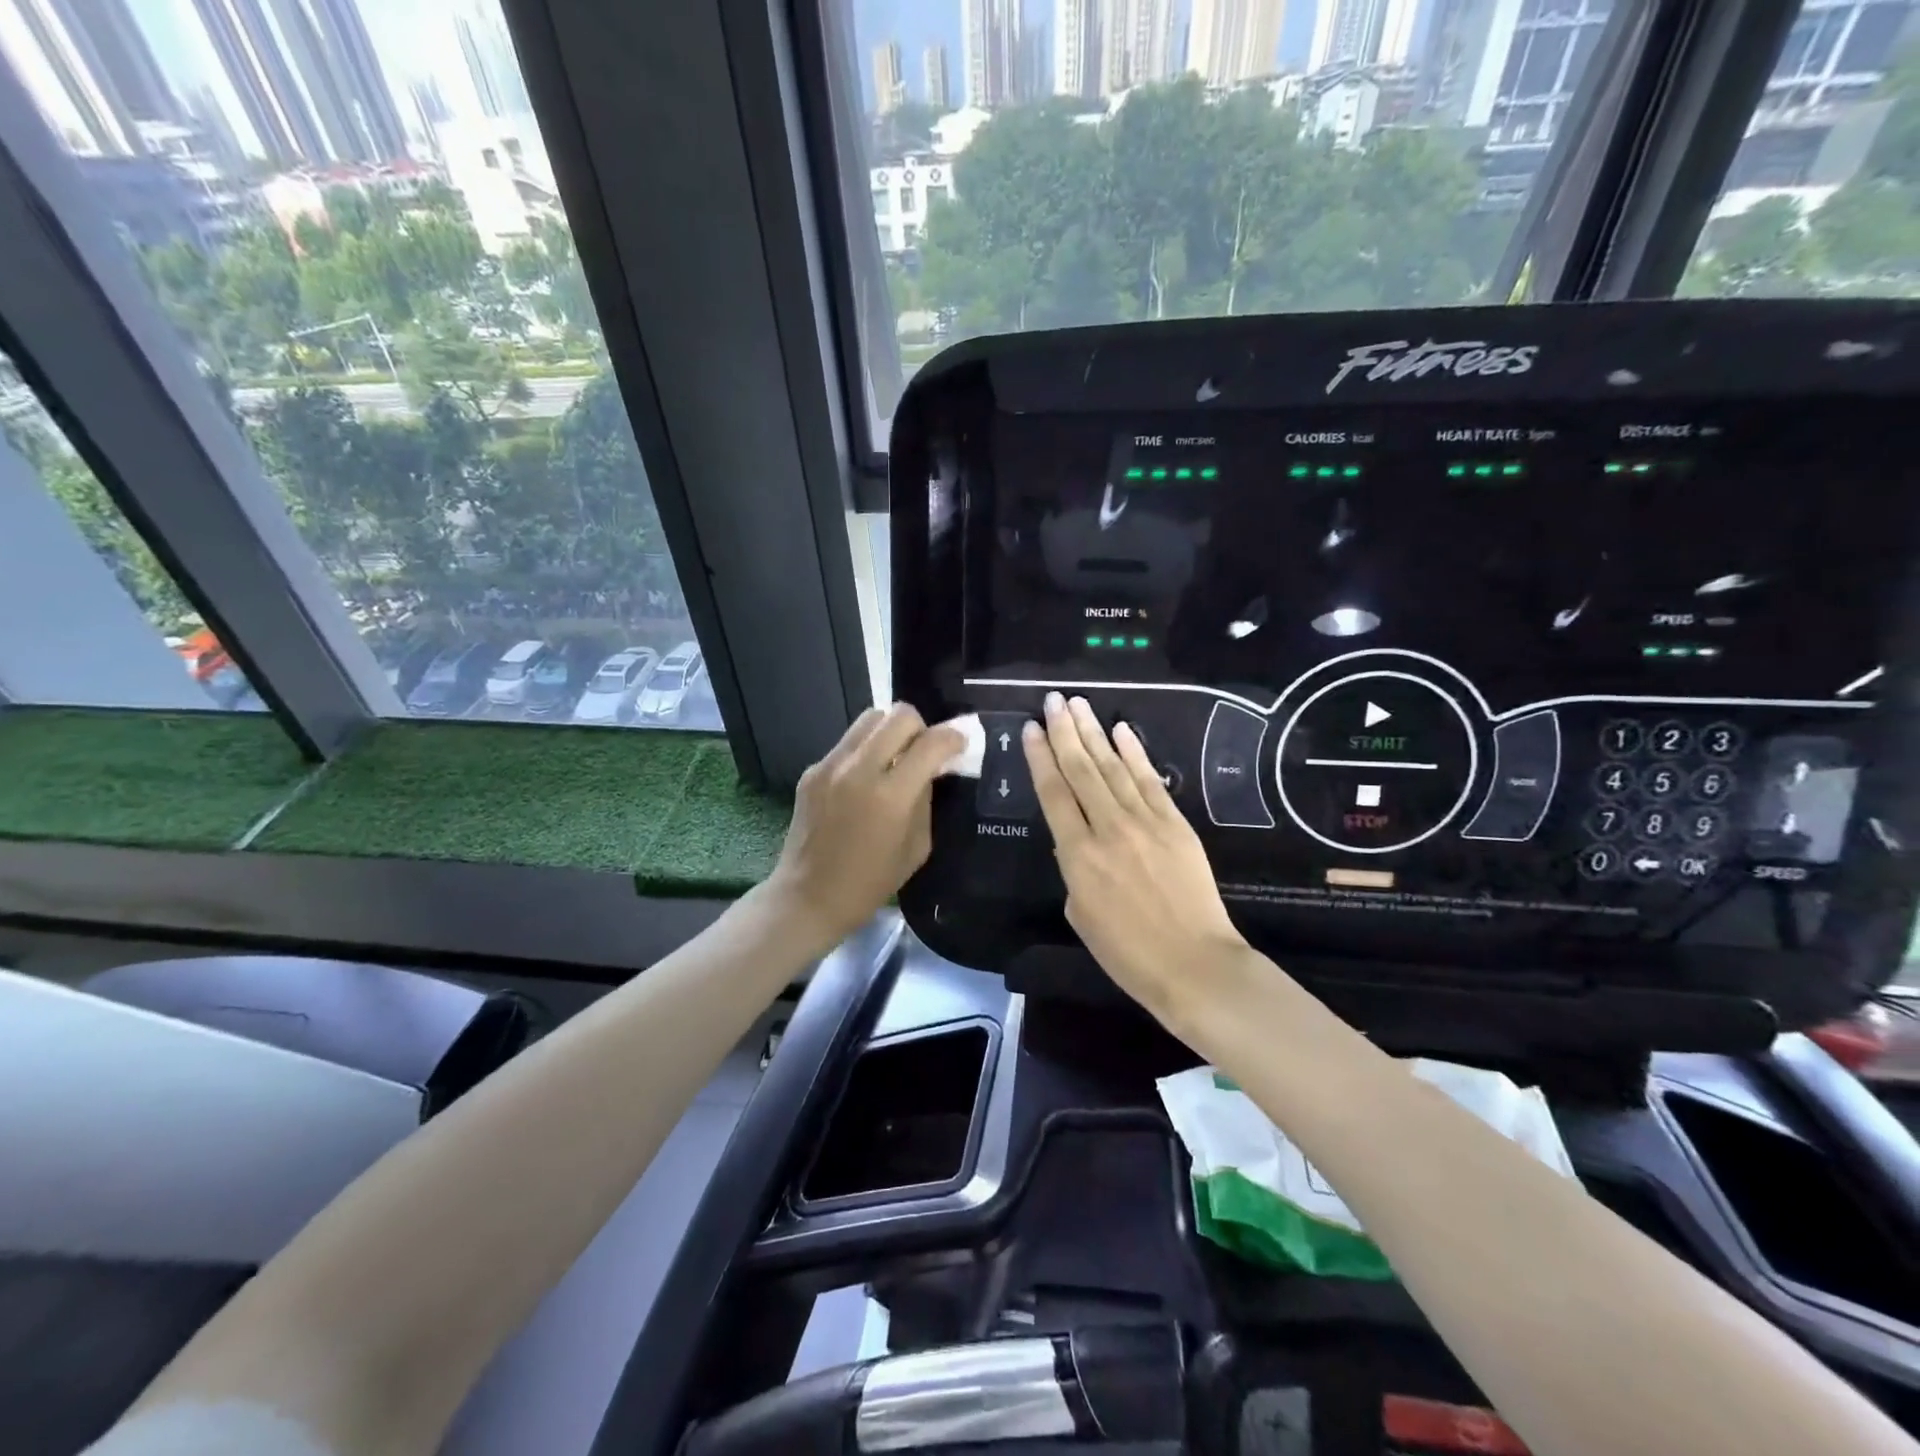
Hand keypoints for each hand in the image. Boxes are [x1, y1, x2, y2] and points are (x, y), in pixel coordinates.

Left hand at [769, 703, 964, 947]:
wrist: (808, 897)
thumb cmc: (870, 883)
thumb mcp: (916, 847)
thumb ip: (925, 800)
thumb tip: (931, 769)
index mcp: (890, 796)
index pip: (930, 743)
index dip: (953, 739)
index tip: (959, 746)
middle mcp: (858, 770)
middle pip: (899, 715)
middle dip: (921, 728)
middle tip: (924, 751)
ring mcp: (830, 766)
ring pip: (870, 718)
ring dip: (891, 731)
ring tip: (895, 758)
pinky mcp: (811, 770)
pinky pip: (848, 743)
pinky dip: (865, 751)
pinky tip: (865, 781)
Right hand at [1024, 692, 1246, 1022]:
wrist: (1194, 964)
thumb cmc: (1128, 952)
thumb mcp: (1081, 914)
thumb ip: (1073, 870)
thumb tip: (1077, 841)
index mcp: (1078, 856)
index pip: (1053, 794)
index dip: (1040, 758)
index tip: (1030, 728)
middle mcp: (1109, 829)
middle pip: (1081, 770)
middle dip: (1064, 732)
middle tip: (1053, 701)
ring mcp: (1145, 822)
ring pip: (1113, 768)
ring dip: (1094, 733)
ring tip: (1079, 705)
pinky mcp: (1175, 824)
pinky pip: (1150, 781)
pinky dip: (1135, 753)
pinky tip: (1121, 730)